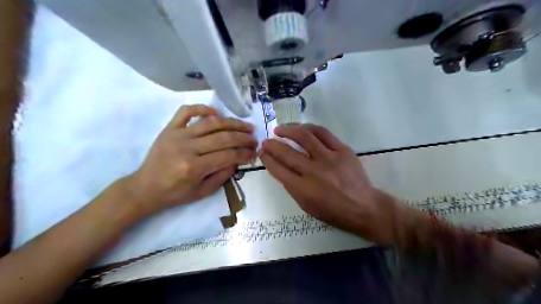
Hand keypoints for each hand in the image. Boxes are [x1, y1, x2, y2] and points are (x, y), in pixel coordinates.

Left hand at [124, 104, 257, 217]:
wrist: (145, 188)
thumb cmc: (175, 194)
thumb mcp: (202, 192)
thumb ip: (222, 176)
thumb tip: (237, 160)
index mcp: (194, 168)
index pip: (228, 156)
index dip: (244, 153)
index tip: (255, 152)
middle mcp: (187, 148)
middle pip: (223, 137)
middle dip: (243, 138)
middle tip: (254, 139)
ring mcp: (177, 135)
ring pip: (210, 123)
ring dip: (232, 123)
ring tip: (245, 125)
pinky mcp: (170, 128)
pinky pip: (186, 111)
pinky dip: (202, 108)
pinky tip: (216, 112)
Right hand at [260, 122, 391, 242]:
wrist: (364, 207)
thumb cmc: (333, 211)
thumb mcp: (306, 206)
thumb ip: (292, 187)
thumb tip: (280, 167)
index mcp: (303, 189)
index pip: (278, 169)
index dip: (267, 159)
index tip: (262, 152)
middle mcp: (314, 172)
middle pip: (287, 152)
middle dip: (272, 145)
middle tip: (266, 141)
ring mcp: (330, 158)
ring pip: (304, 136)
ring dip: (288, 130)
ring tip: (280, 129)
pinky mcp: (343, 150)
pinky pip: (323, 133)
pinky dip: (309, 128)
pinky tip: (301, 128)